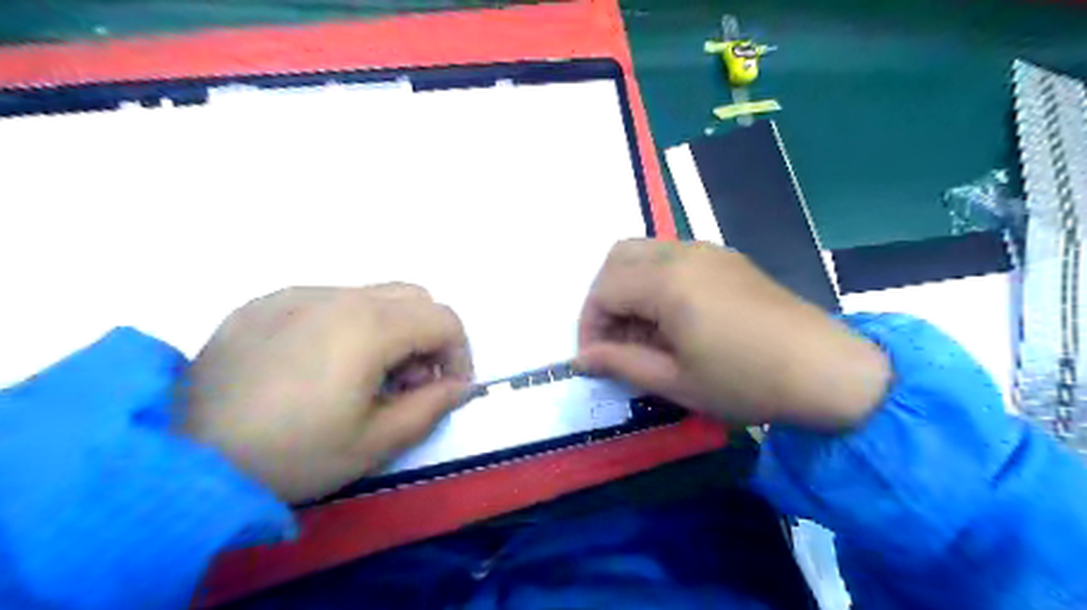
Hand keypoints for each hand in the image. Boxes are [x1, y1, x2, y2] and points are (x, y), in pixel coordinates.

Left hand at [179, 282, 470, 502]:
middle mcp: (339, 296)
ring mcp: (298, 293)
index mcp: (370, 327)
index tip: (447, 389)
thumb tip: (460, 386)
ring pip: (374, 294)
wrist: (179, 457)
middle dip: (428, 336)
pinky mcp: (266, 301)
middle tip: (408, 382)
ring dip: (392, 328)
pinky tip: (320, 365)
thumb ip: (431, 407)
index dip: (459, 353)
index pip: (444, 319)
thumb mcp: (374, 443)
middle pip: (415, 297)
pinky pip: (331, 300)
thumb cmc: (290, 454)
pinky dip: (350, 324)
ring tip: (365, 375)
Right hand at [573, 237, 885, 427]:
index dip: (589, 325)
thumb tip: (581, 359)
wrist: (829, 371)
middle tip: (613, 339)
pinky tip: (672, 319)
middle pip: (618, 258)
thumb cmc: (746, 382)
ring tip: (642, 332)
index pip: (603, 290)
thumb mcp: (675, 380)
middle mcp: (683, 253)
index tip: (595, 358)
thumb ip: (621, 363)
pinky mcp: (726, 258)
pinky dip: (655, 281)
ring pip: (644, 252)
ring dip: (629, 287)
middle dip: (604, 298)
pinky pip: (672, 257)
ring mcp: (708, 251)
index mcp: (667, 282)